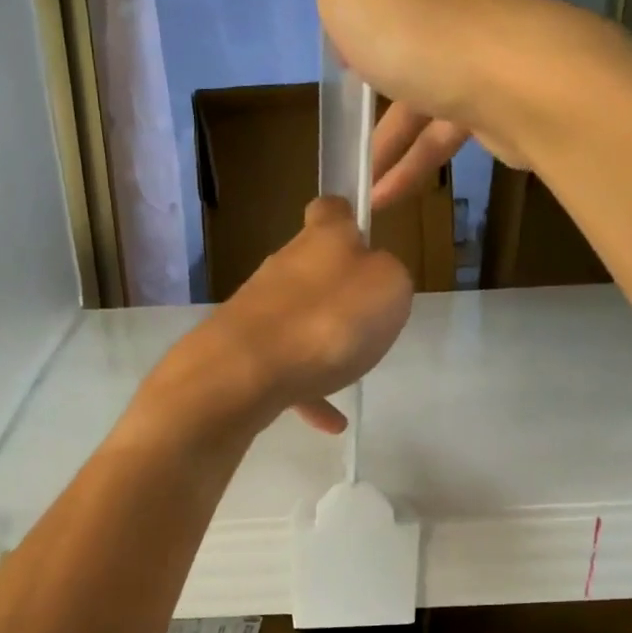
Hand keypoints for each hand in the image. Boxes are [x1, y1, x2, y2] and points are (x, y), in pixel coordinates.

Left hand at [138, 198, 412, 440]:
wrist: (246, 372)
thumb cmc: (330, 320)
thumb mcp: (389, 287)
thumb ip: (388, 276)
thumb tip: (373, 276)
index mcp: (322, 239)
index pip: (331, 209)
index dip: (348, 219)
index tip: (363, 239)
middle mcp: (283, 266)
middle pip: (311, 268)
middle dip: (335, 290)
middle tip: (367, 319)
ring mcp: (257, 310)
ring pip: (297, 321)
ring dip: (322, 344)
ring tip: (350, 374)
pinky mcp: (241, 351)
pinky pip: (285, 369)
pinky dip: (307, 390)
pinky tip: (329, 422)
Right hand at [320, 0, 622, 209]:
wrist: (507, 74)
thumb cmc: (412, 22)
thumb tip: (359, 16)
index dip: (351, 7)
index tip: (337, 50)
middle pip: (399, 28)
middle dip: (368, 78)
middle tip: (345, 115)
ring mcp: (479, 38)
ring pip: (418, 90)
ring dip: (384, 144)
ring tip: (356, 186)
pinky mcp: (495, 90)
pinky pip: (440, 129)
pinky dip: (410, 165)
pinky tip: (381, 199)